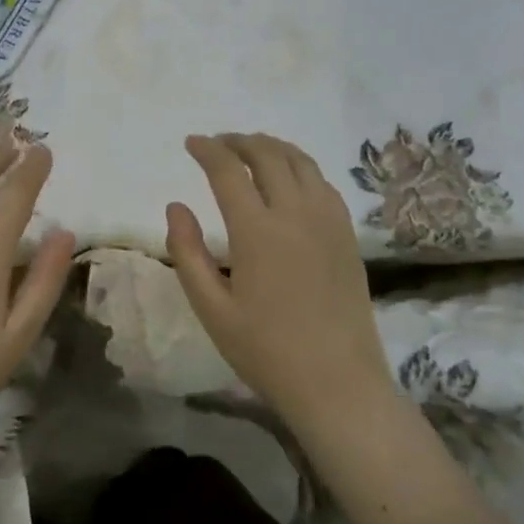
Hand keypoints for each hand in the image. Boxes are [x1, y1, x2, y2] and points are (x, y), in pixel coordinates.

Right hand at [166, 133, 395, 428]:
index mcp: (257, 231)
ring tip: (250, 150)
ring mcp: (328, 221)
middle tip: (217, 143)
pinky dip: (299, 166)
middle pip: (268, 155)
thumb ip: (187, 252)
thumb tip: (175, 206)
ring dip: (271, 147)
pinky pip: (322, 182)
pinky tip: (289, 178)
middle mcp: (296, 213)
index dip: (207, 150)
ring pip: (301, 161)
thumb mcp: (211, 308)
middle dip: (238, 141)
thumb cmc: (265, 350)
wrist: (338, 382)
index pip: (228, 170)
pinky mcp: (347, 234)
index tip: (191, 143)